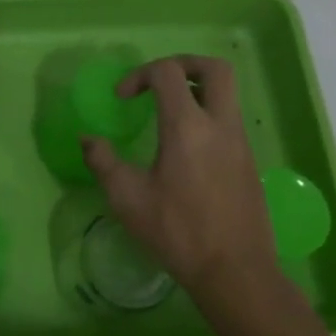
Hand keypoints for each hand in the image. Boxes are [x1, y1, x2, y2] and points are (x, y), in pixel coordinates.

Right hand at [82, 56, 280, 314]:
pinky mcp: (249, 161)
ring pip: (226, 93)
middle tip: (156, 81)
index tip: (121, 99)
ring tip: (165, 112)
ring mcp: (240, 142)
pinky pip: (229, 120)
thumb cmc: (176, 232)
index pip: (168, 73)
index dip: (139, 74)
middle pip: (214, 69)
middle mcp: (220, 126)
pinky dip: (206, 115)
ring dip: (195, 90)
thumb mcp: (127, 198)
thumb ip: (103, 161)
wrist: (234, 271)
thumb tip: (87, 139)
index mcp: (187, 128)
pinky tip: (184, 147)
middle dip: (182, 63)